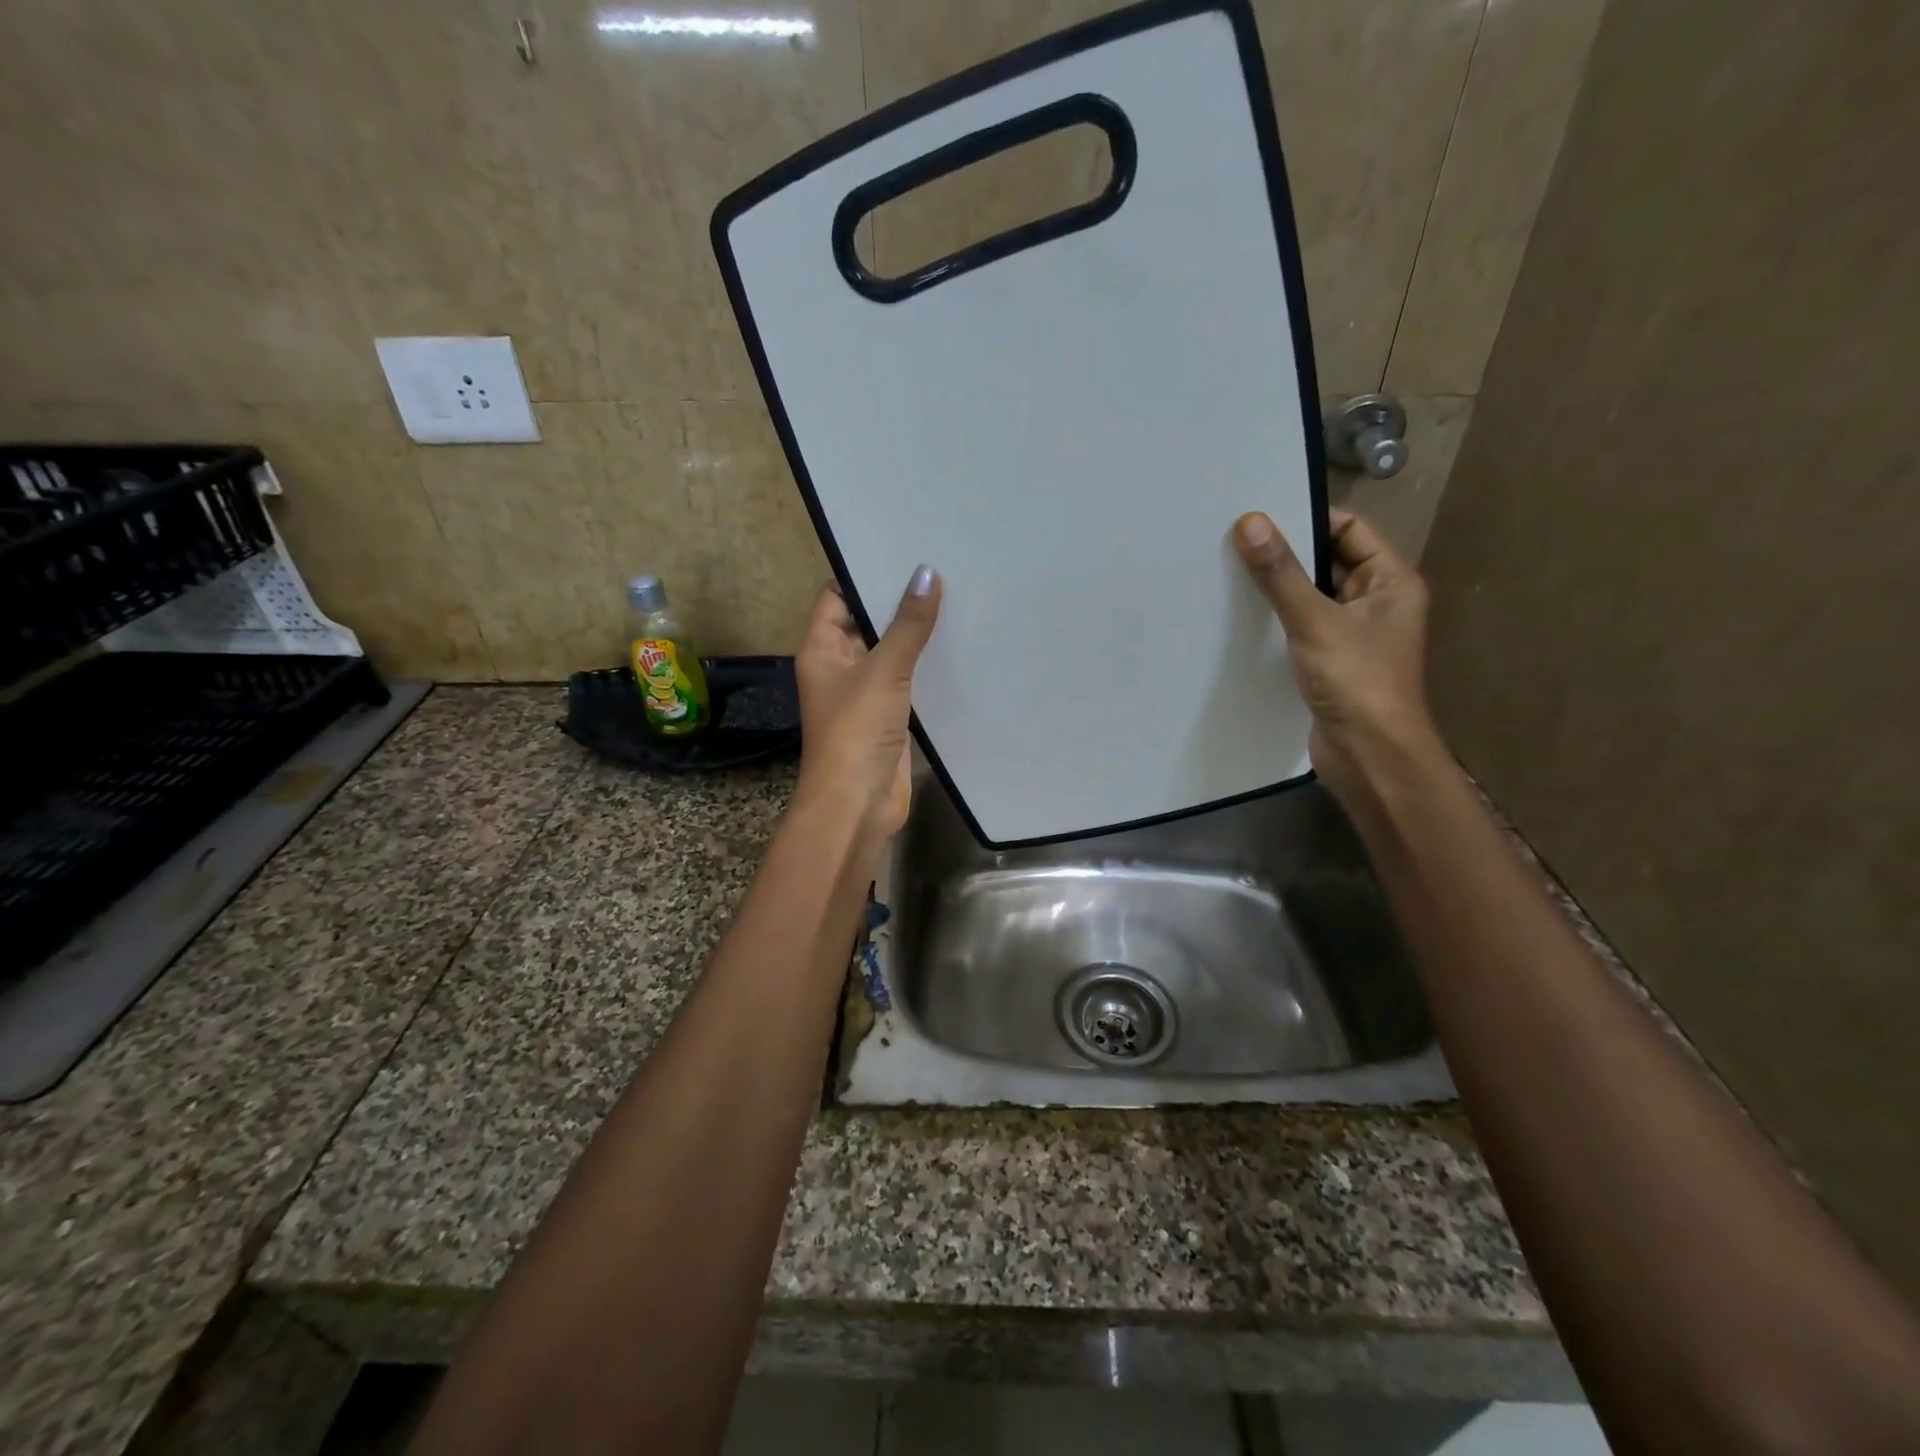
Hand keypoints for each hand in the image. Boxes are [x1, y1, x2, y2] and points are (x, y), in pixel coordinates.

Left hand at [793, 566, 940, 842]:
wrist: (857, 803)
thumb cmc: (857, 730)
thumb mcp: (883, 669)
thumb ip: (907, 624)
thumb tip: (927, 573)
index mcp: (821, 649)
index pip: (836, 597)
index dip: (864, 575)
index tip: (903, 553)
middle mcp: (839, 667)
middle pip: (867, 623)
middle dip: (898, 603)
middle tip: (942, 571)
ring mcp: (865, 694)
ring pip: (891, 654)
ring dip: (917, 636)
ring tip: (959, 601)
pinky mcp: (890, 717)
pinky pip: (909, 682)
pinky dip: (928, 668)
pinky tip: (960, 649)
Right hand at [1233, 509, 1440, 804]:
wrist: (1370, 757)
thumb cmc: (1357, 681)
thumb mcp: (1315, 621)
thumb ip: (1281, 574)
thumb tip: (1250, 522)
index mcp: (1390, 581)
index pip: (1349, 529)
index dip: (1307, 520)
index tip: (1258, 520)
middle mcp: (1375, 603)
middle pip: (1326, 562)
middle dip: (1284, 556)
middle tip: (1232, 546)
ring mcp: (1352, 636)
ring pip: (1310, 599)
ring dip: (1276, 592)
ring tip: (1228, 579)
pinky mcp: (1329, 664)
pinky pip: (1300, 630)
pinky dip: (1275, 624)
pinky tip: (1240, 622)